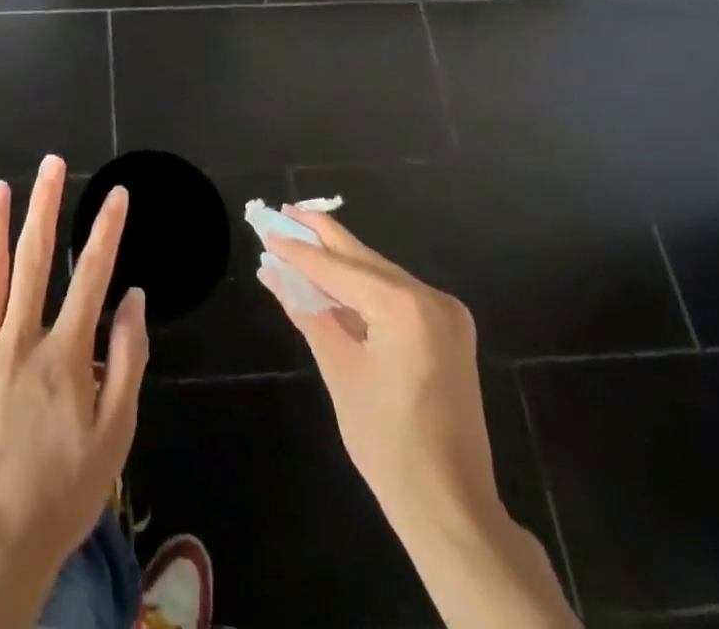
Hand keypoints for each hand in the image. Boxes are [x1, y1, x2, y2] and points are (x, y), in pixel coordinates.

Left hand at [0, 155, 148, 628]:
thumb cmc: (63, 493)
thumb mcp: (115, 435)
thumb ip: (128, 361)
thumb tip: (134, 298)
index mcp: (65, 354)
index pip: (92, 276)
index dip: (106, 231)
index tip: (117, 193)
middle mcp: (19, 341)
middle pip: (33, 260)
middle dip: (44, 206)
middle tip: (51, 164)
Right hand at [260, 210, 578, 628]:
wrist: (451, 507)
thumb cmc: (387, 443)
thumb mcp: (339, 371)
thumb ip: (307, 311)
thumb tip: (272, 272)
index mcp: (403, 306)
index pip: (336, 267)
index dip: (298, 249)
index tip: (266, 226)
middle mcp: (429, 297)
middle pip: (362, 259)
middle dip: (322, 238)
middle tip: (284, 212)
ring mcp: (445, 312)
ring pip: (379, 274)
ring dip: (340, 263)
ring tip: (300, 241)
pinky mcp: (449, 329)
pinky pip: (396, 295)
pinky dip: (363, 288)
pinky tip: (333, 282)